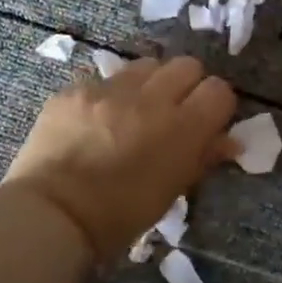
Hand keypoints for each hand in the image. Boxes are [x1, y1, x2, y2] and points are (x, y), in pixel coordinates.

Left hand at [4, 55, 237, 262]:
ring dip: (149, 83)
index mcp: (182, 128)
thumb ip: (202, 158)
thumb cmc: (120, 216)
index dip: (215, 105)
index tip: (206, 121)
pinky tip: (95, 122)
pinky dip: (108, 96)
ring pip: (146, 65)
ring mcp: (109, 89)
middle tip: (173, 111)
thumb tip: (228, 142)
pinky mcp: (75, 89)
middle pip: (186, 66)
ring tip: (135, 110)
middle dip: (186, 85)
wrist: (53, 215)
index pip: (219, 91)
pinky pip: (104, 80)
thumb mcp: (171, 191)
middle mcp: (150, 98)